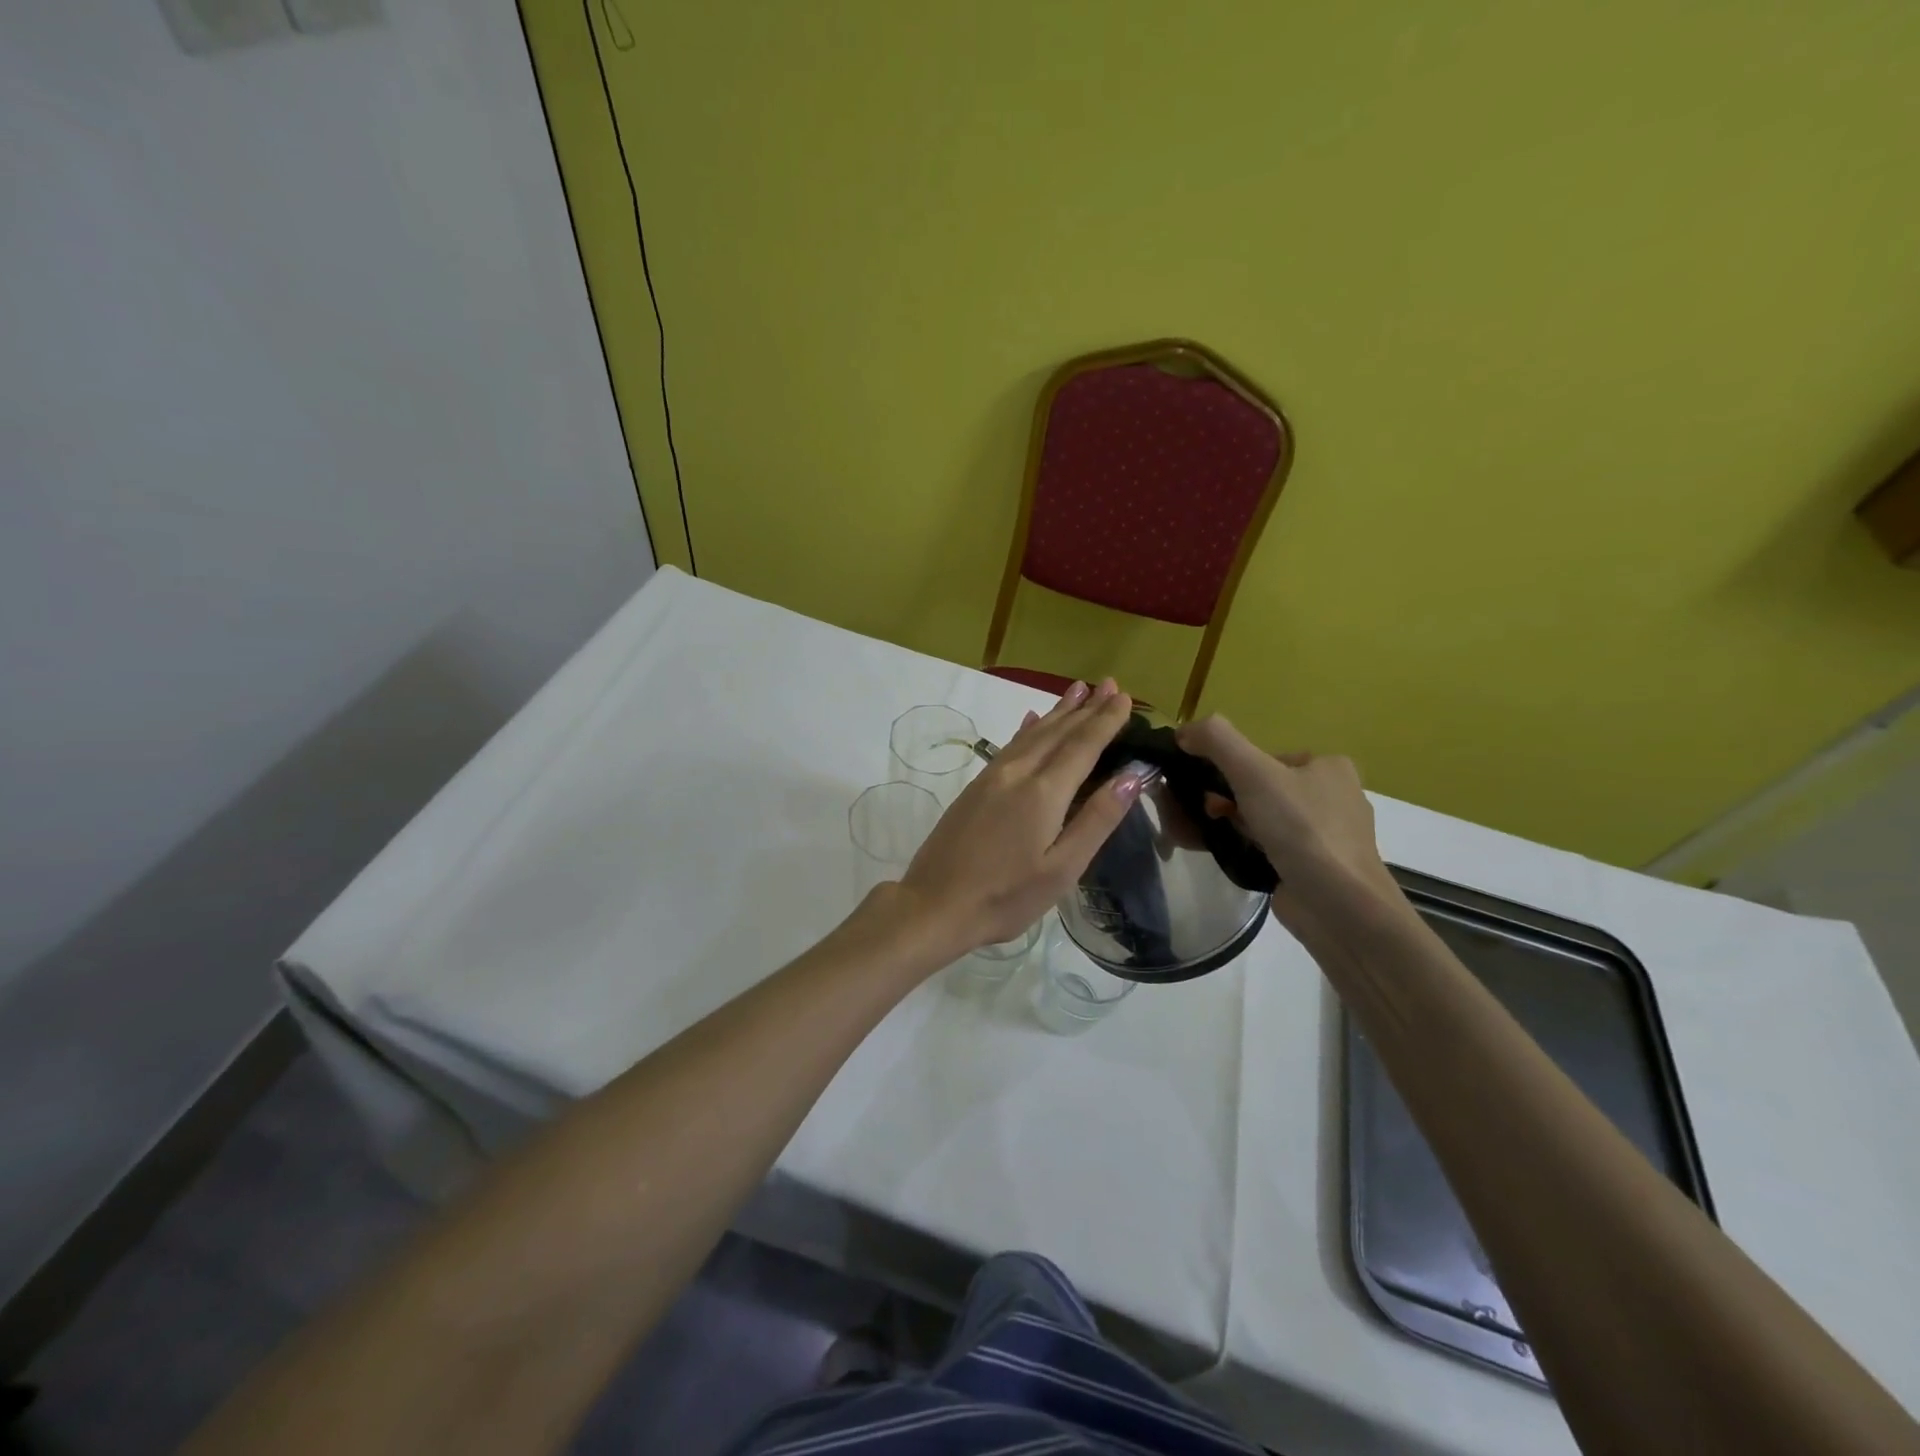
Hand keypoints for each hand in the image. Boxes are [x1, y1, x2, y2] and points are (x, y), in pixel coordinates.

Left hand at [893, 679, 1142, 955]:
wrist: (934, 904)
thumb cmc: (1006, 896)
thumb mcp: (1062, 869)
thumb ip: (1097, 819)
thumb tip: (1132, 776)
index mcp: (1043, 792)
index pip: (1083, 746)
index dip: (1105, 721)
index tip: (1124, 697)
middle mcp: (1017, 773)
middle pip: (1058, 732)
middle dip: (1086, 708)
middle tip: (1109, 684)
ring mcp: (992, 778)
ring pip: (1032, 734)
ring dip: (1058, 712)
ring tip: (1078, 690)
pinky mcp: (975, 788)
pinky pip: (1010, 745)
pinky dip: (1027, 729)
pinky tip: (1031, 720)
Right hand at [1175, 715, 1396, 922]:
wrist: (1339, 906)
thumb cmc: (1301, 829)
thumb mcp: (1253, 772)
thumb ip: (1217, 741)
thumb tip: (1184, 730)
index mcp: (1329, 767)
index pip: (1266, 758)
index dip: (1231, 770)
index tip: (1207, 788)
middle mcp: (1334, 798)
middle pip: (1262, 789)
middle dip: (1226, 799)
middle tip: (1205, 814)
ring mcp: (1326, 837)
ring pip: (1264, 820)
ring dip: (1231, 824)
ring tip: (1206, 836)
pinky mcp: (1315, 869)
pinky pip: (1270, 849)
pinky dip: (1245, 848)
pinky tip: (1227, 855)